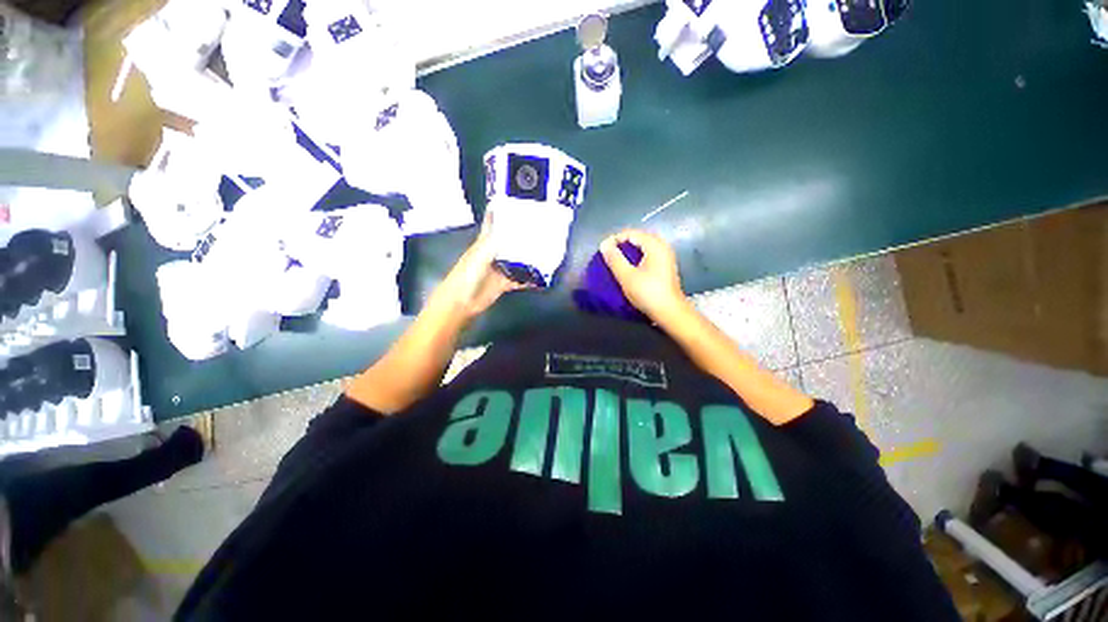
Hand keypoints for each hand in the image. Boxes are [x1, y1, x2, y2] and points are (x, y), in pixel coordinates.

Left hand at [430, 212, 530, 322]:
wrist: (461, 302)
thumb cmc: (466, 276)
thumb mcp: (479, 256)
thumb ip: (493, 244)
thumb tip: (508, 230)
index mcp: (484, 244)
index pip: (492, 226)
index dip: (500, 216)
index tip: (514, 205)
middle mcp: (493, 255)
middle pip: (509, 243)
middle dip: (521, 237)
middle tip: (539, 230)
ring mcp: (499, 269)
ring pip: (516, 260)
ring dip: (527, 258)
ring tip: (544, 251)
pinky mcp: (504, 283)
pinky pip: (519, 279)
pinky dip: (528, 278)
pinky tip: (539, 276)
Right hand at [601, 229, 688, 322]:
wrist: (670, 312)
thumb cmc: (648, 293)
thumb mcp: (627, 276)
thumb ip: (614, 259)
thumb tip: (604, 244)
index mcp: (655, 245)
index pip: (631, 233)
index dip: (615, 239)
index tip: (603, 251)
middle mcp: (663, 247)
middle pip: (639, 237)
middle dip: (622, 244)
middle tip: (609, 254)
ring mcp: (666, 257)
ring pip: (644, 246)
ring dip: (629, 251)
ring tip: (616, 261)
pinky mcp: (665, 267)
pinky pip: (648, 254)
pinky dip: (637, 257)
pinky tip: (629, 267)